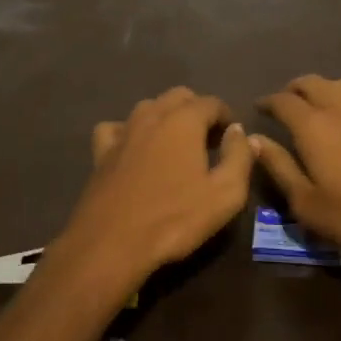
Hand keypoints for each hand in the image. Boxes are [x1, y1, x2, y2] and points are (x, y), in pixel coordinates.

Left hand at [51, 86, 253, 299]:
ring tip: (176, 144)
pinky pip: (116, 127)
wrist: (111, 244)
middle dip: (198, 110)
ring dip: (166, 117)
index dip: (227, 117)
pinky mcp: (101, 152)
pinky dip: (129, 131)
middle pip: (179, 96)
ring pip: (148, 107)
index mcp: (184, 120)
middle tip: (208, 140)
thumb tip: (240, 132)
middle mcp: (152, 115)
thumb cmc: (174, 219)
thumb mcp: (225, 194)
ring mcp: (123, 131)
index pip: (212, 102)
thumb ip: (239, 157)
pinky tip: (134, 149)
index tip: (233, 139)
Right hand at [253, 75, 340, 289]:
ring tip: (312, 95)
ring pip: (339, 83)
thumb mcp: (306, 202)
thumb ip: (279, 167)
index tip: (258, 108)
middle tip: (283, 102)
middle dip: (293, 88)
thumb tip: (253, 139)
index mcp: (311, 127)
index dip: (268, 102)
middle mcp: (338, 110)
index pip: (283, 102)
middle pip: (311, 84)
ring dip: (322, 84)